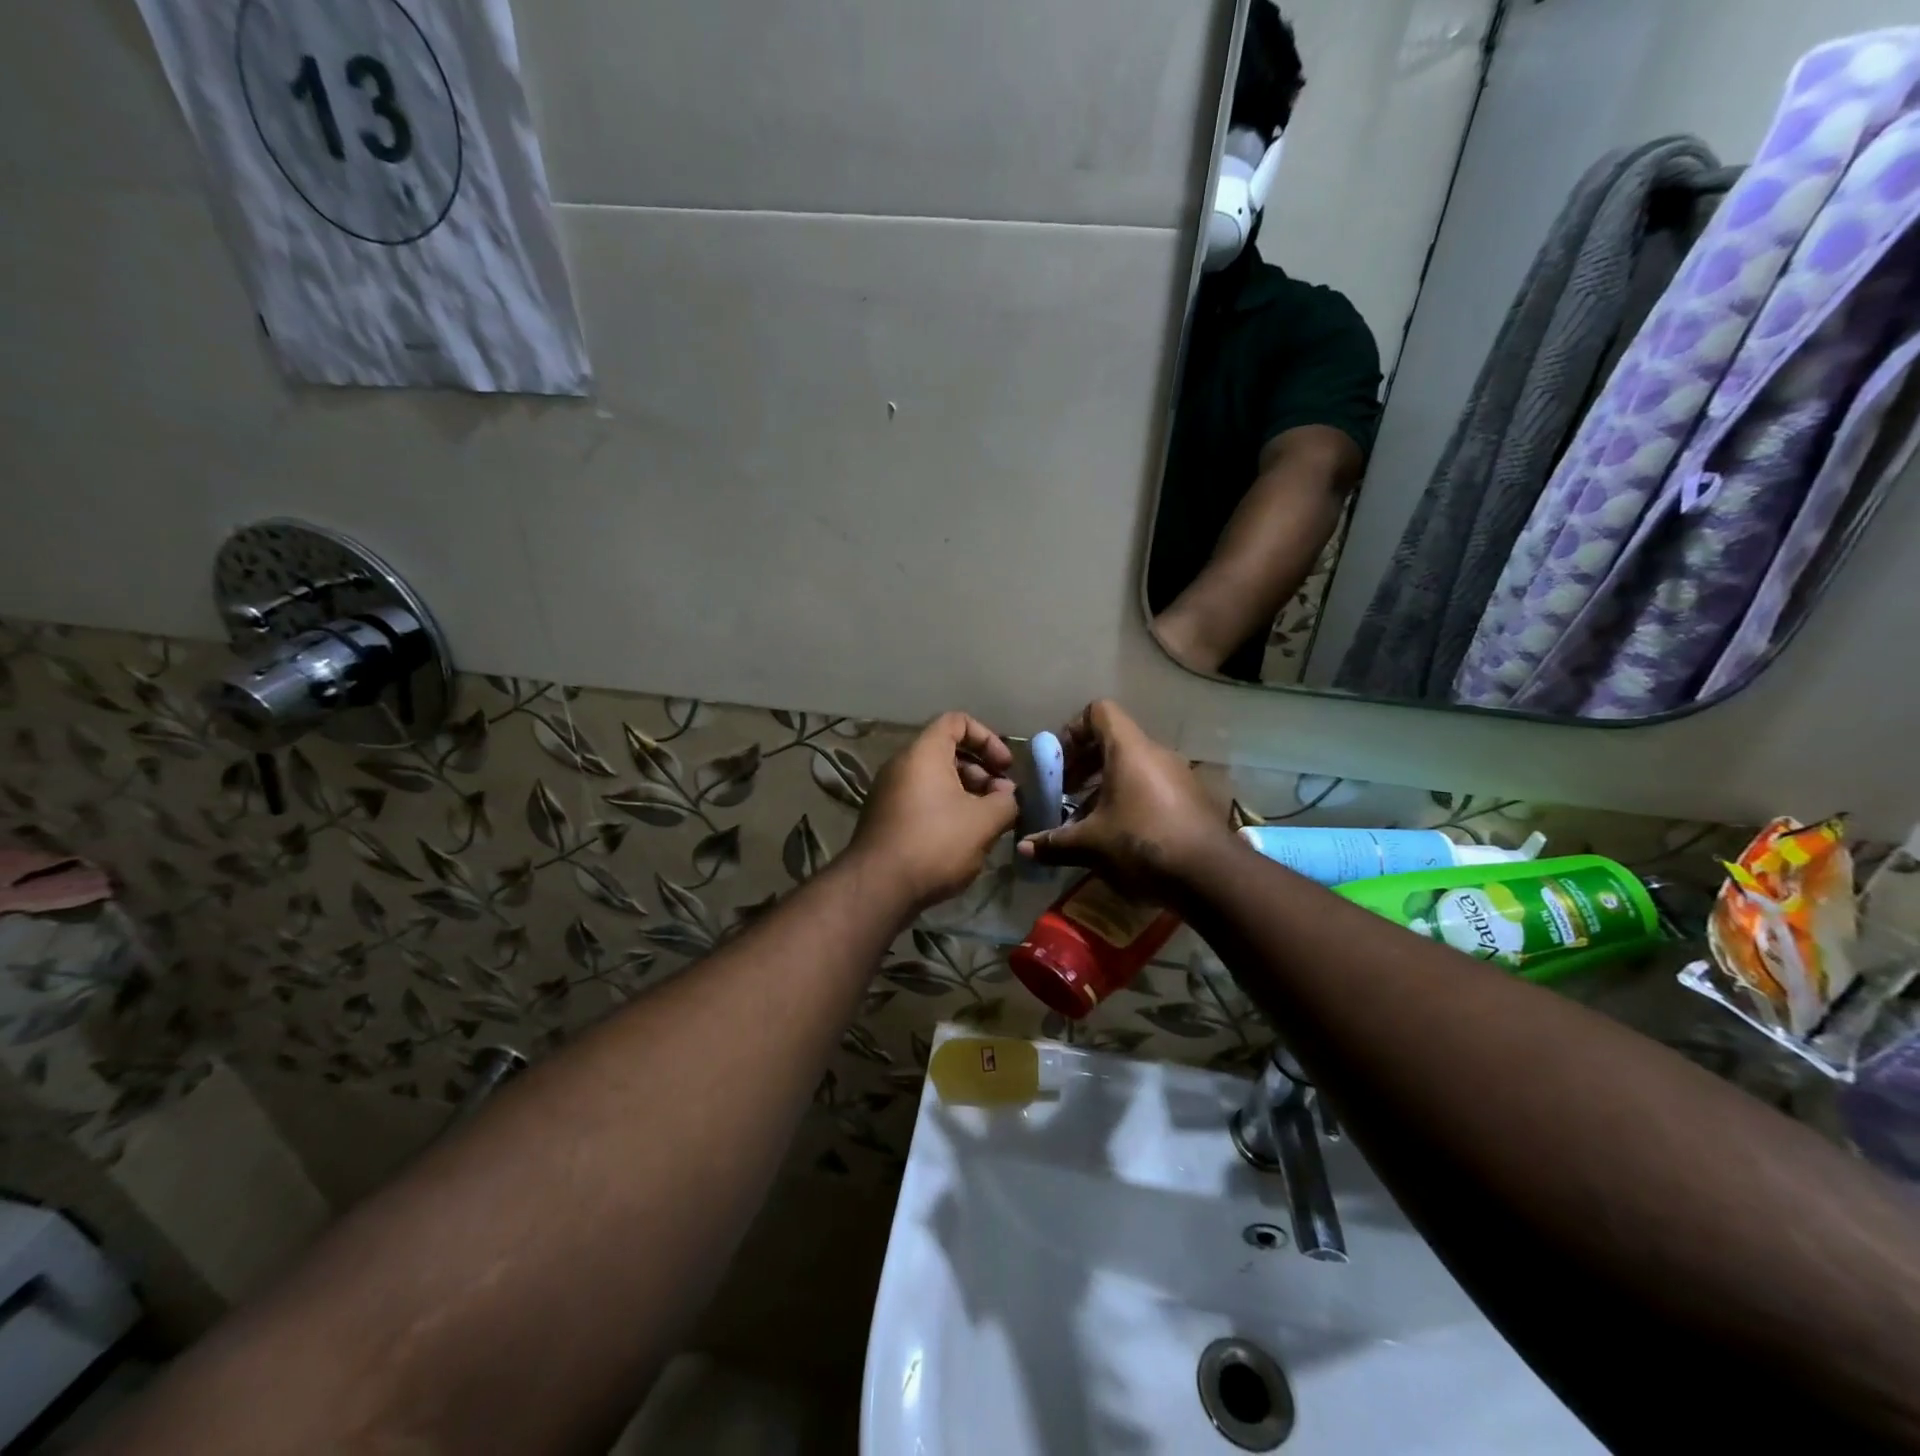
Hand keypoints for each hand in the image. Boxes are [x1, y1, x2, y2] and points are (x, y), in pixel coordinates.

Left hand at [849, 712, 1019, 910]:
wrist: (878, 887)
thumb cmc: (935, 843)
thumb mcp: (984, 821)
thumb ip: (1006, 801)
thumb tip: (1008, 795)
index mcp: (924, 753)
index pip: (957, 721)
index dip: (987, 738)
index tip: (1006, 767)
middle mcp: (902, 764)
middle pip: (947, 751)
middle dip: (981, 771)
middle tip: (1002, 799)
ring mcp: (889, 792)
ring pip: (935, 779)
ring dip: (967, 793)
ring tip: (987, 823)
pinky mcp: (885, 817)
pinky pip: (922, 799)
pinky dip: (946, 808)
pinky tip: (963, 839)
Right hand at [1016, 700, 1228, 900]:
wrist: (1212, 876)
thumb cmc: (1143, 843)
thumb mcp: (1091, 845)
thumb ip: (1055, 843)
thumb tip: (1024, 848)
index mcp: (1130, 750)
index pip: (1100, 712)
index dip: (1074, 729)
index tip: (1059, 762)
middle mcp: (1156, 754)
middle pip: (1114, 741)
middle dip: (1085, 765)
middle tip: (1066, 793)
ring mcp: (1179, 776)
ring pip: (1133, 768)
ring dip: (1106, 787)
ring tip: (1088, 820)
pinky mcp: (1193, 800)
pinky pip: (1153, 787)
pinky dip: (1131, 800)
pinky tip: (1120, 836)